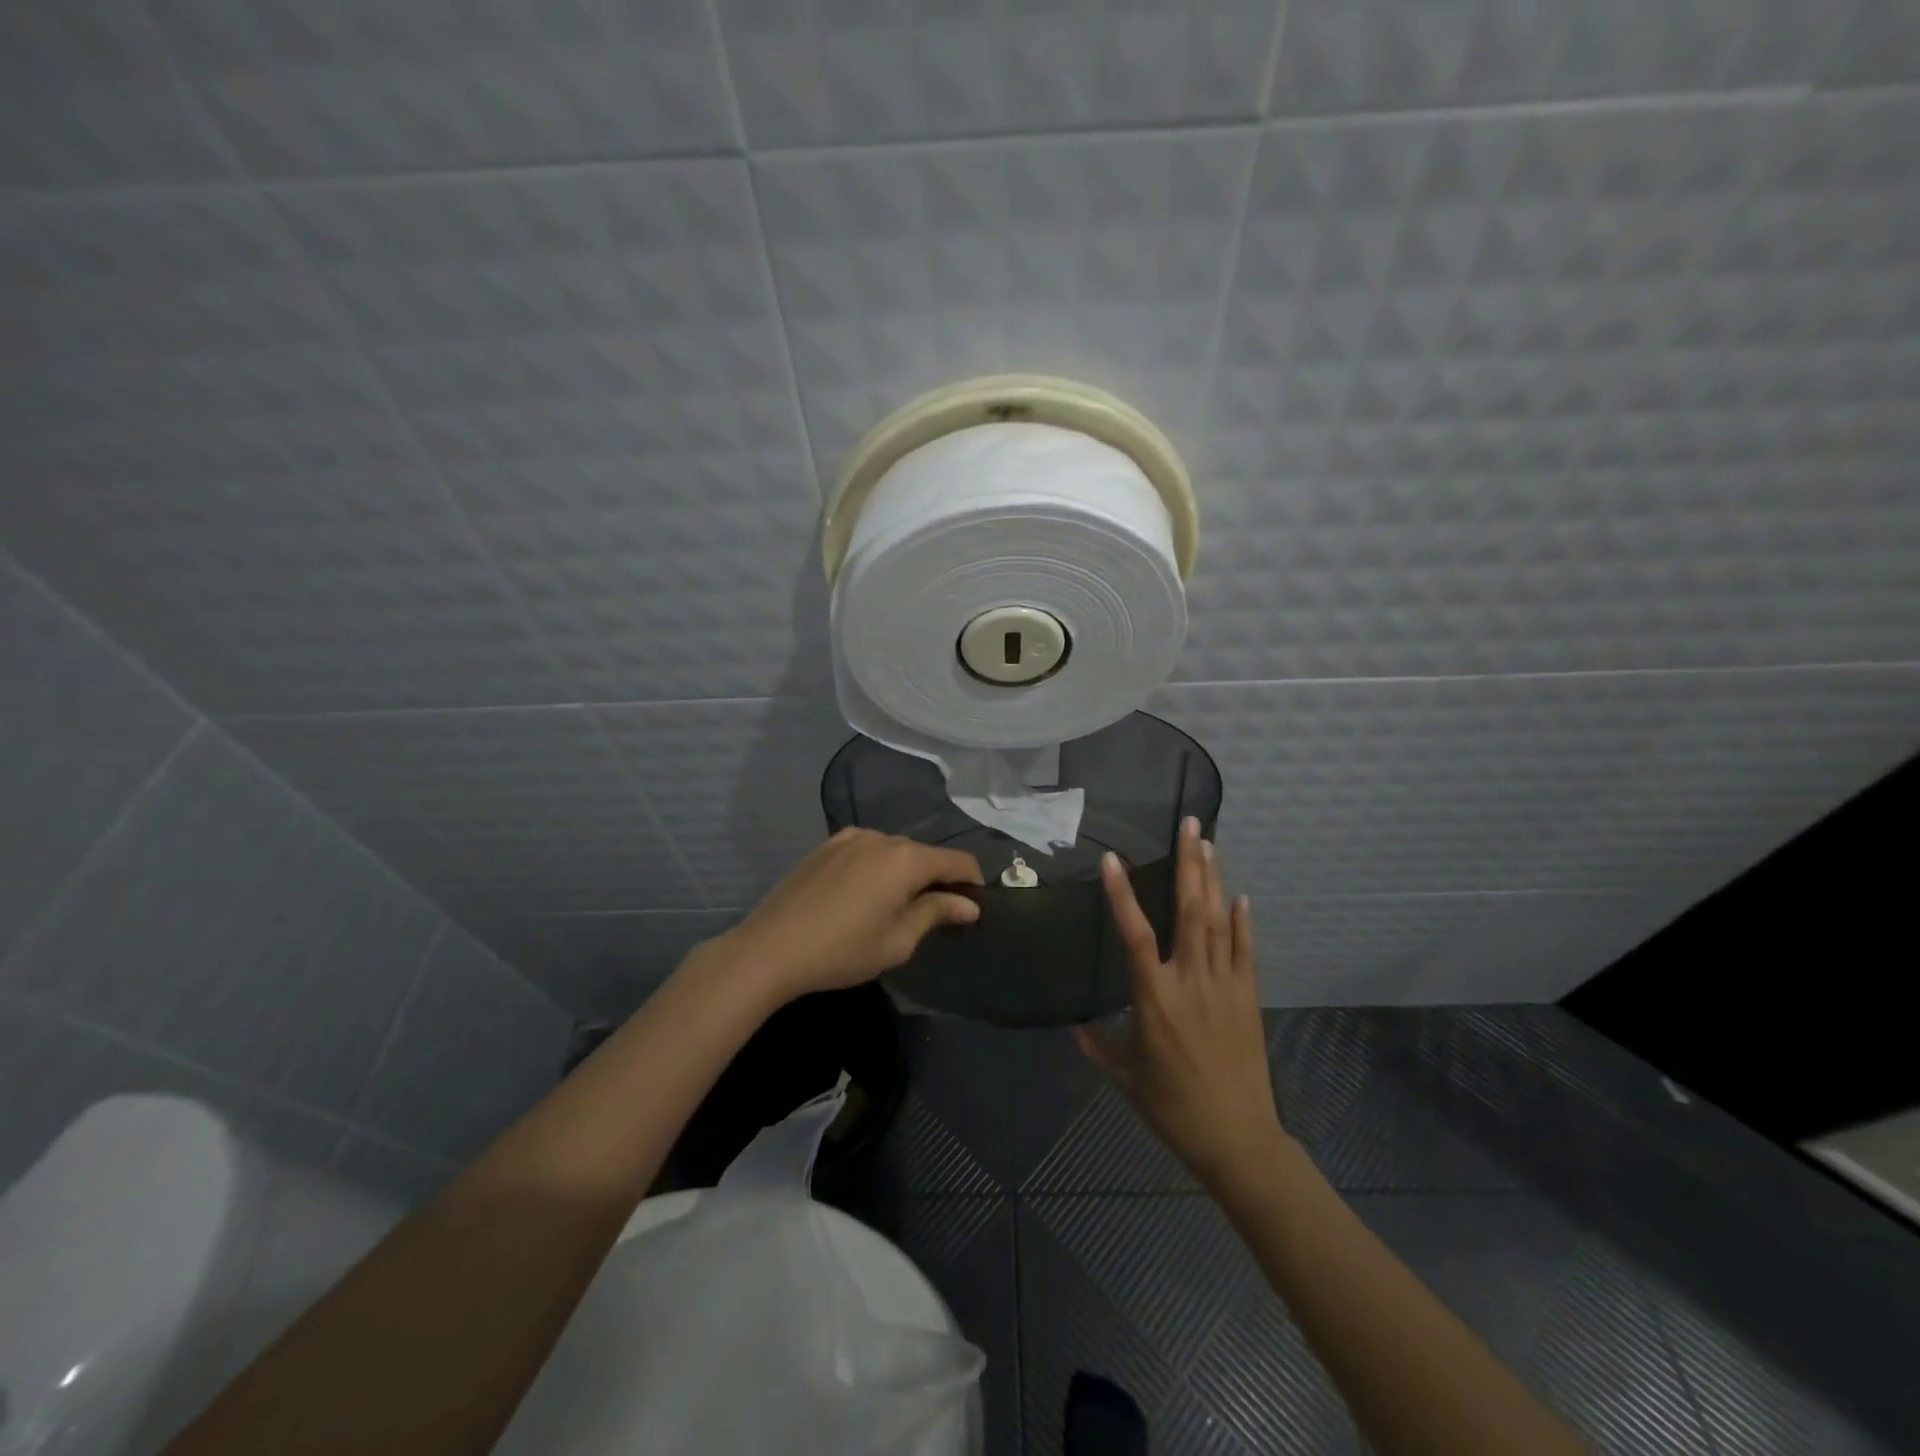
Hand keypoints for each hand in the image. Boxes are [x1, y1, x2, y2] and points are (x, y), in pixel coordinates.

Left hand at [703, 827, 983, 1004]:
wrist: (770, 948)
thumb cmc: (842, 951)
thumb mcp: (898, 940)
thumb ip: (936, 913)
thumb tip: (970, 905)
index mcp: (905, 859)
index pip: (956, 861)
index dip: (972, 881)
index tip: (974, 906)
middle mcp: (882, 837)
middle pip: (924, 854)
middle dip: (936, 879)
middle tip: (934, 915)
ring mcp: (850, 837)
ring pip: (894, 851)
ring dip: (904, 872)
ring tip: (894, 907)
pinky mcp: (826, 845)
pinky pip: (866, 850)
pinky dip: (877, 867)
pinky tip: (862, 895)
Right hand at [1076, 817, 1286, 1187]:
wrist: (1237, 1138)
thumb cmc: (1172, 1106)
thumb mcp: (1124, 1076)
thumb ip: (1098, 1045)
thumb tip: (1076, 1025)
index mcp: (1155, 997)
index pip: (1134, 934)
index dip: (1123, 895)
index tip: (1113, 858)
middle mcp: (1191, 980)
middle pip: (1189, 911)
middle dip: (1189, 863)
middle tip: (1191, 823)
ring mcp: (1225, 985)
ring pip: (1217, 921)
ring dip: (1213, 879)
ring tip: (1210, 842)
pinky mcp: (1248, 997)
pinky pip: (1245, 950)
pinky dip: (1242, 922)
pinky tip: (1240, 896)